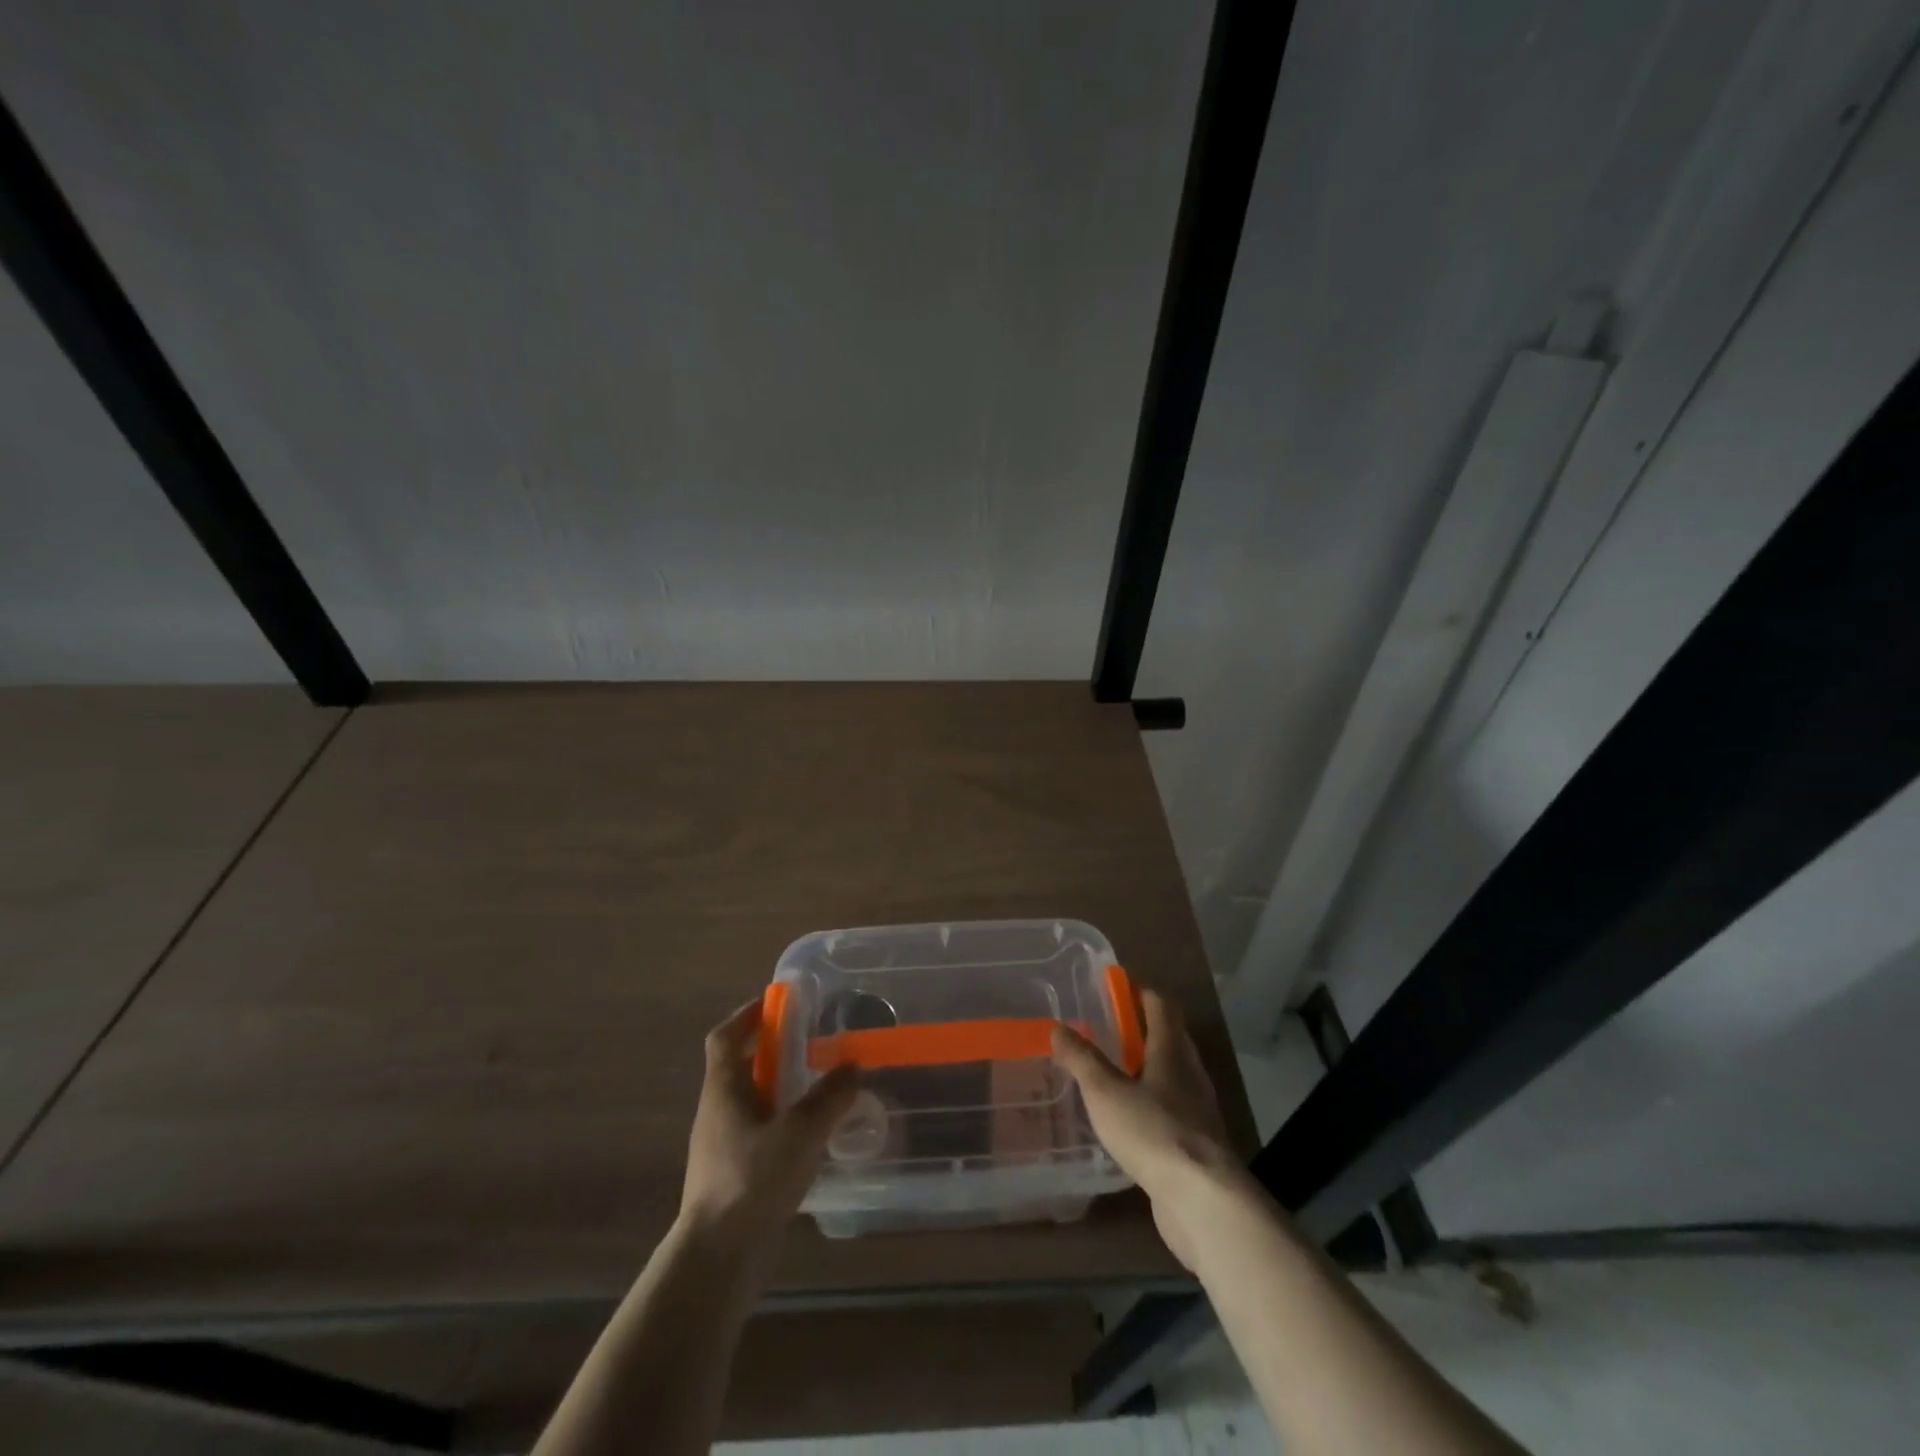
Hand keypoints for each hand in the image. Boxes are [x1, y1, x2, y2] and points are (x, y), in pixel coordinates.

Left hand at [680, 999, 859, 1246]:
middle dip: (772, 1050)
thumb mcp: (801, 1131)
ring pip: (751, 1101)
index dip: (748, 1014)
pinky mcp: (731, 1175)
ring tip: (819, 1086)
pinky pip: (758, 1131)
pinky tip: (810, 1136)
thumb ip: (830, 1096)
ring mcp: (721, 1145)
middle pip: (740, 1066)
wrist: (717, 1258)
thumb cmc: (752, 1180)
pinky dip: (781, 1121)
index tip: (776, 1002)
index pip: (726, 1036)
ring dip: (779, 1087)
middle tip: (811, 1042)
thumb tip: (852, 1064)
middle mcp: (716, 1110)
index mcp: (723, 1088)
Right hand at [1052, 989, 1241, 1269]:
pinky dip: (1152, 1103)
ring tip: (1113, 1072)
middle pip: (1170, 1038)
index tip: (1117, 986)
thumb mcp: (1106, 1092)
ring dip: (1147, 1067)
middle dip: (1142, 1029)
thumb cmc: (1153, 1132)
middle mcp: (1190, 1073)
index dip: (1141, 992)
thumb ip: (1082, 1060)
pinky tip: (1130, 1119)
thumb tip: (1058, 1027)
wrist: (1203, 1201)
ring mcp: (1198, 1111)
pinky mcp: (1196, 1144)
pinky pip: (1172, 1110)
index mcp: (1172, 1050)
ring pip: (1172, 1075)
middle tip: (1108, 1028)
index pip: (1162, 1006)